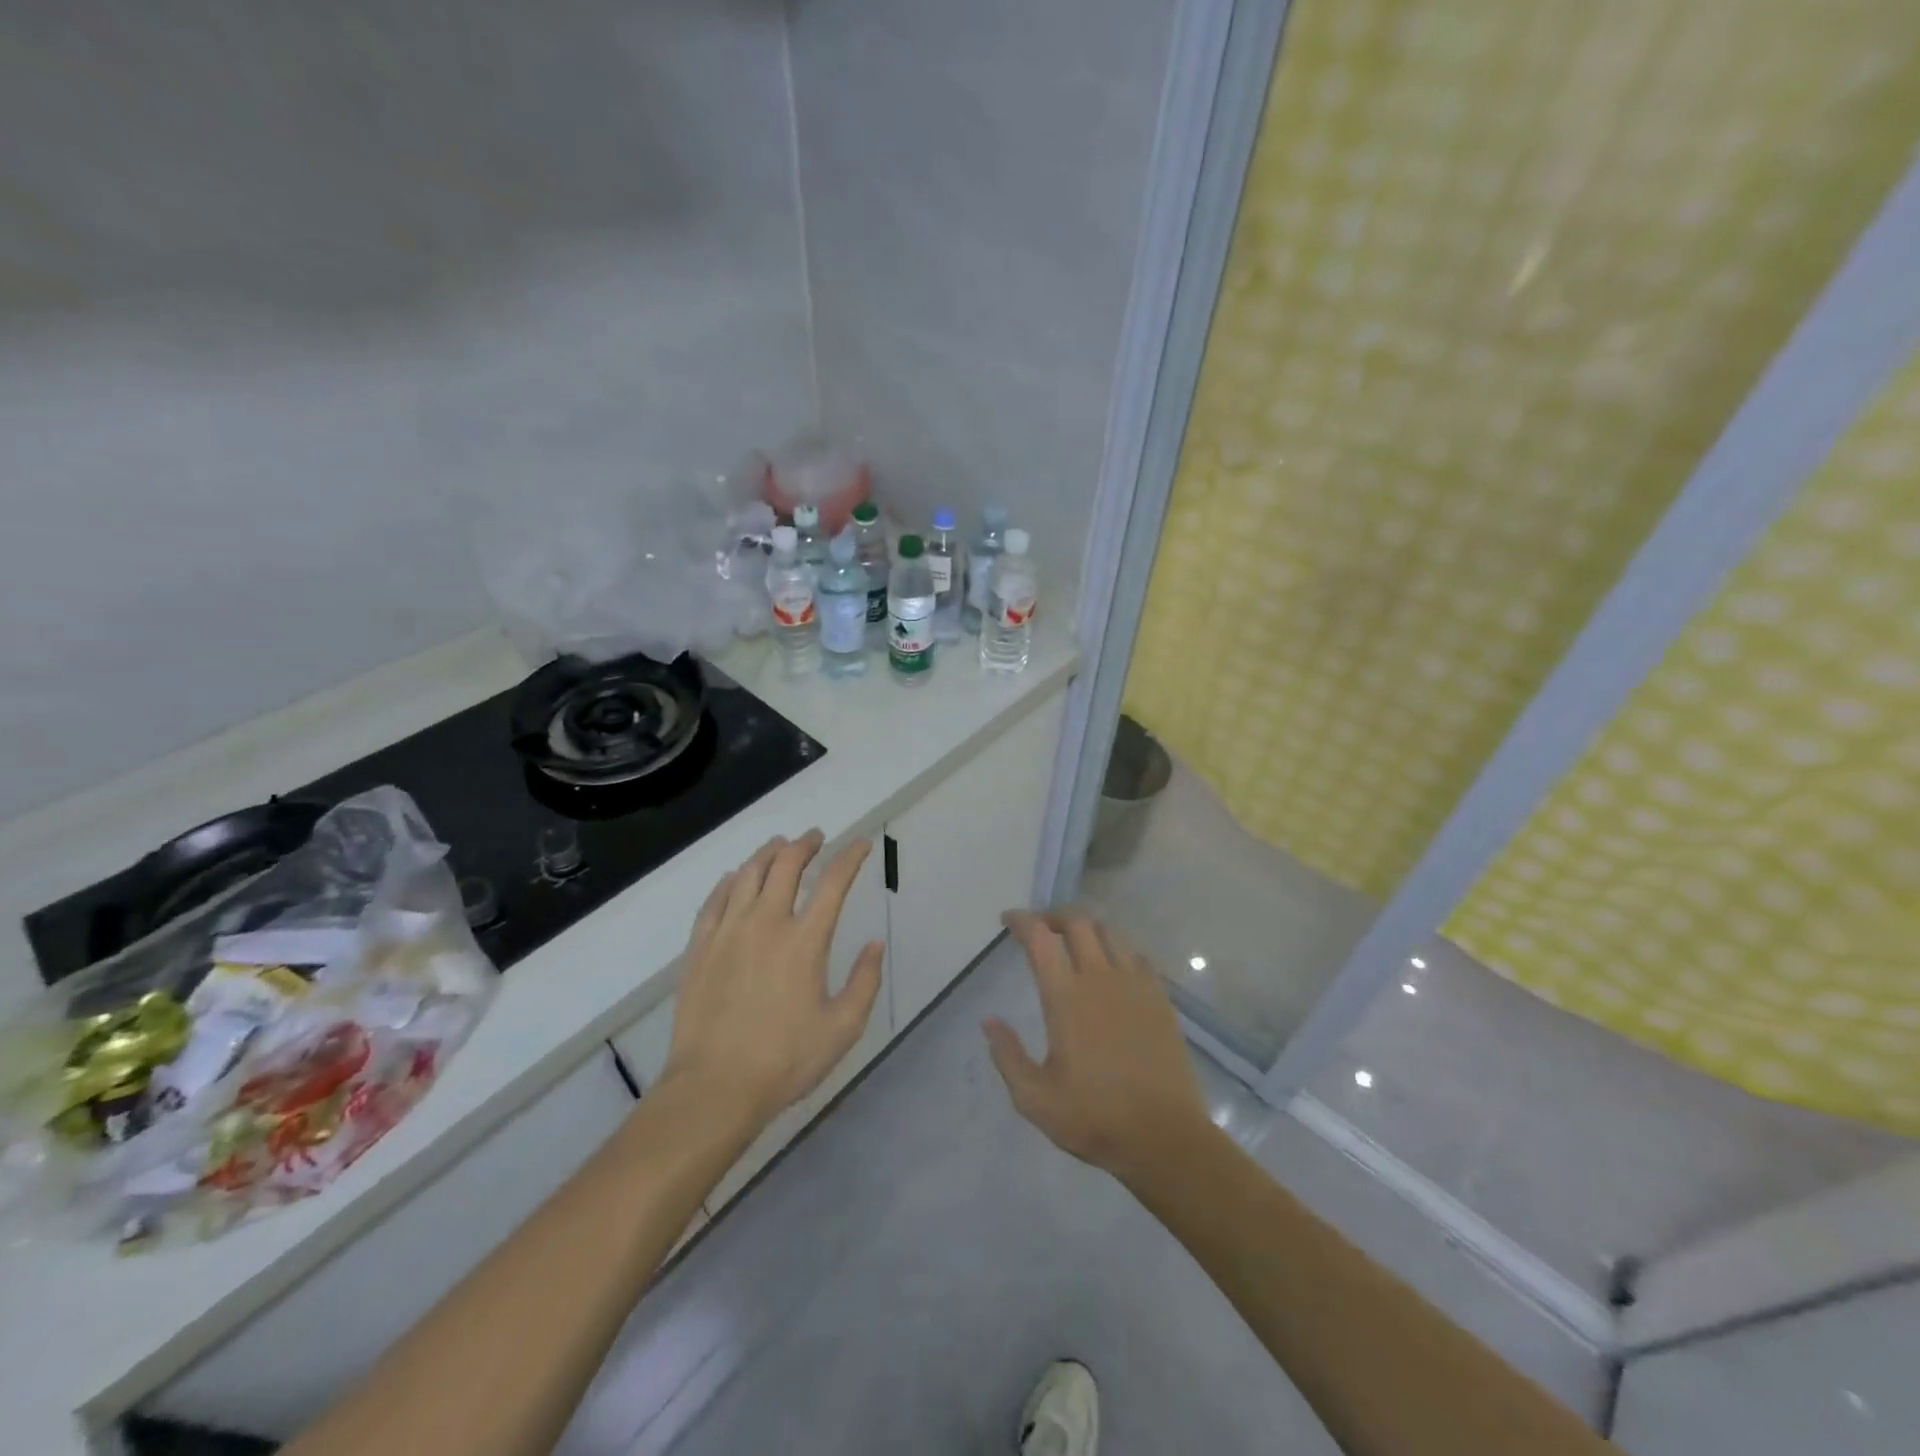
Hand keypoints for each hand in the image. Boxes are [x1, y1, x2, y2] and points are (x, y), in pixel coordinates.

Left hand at [663, 831, 883, 1127]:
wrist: (714, 1087)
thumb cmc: (785, 1060)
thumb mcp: (842, 1028)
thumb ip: (865, 981)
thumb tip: (875, 944)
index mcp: (805, 940)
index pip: (833, 883)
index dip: (850, 858)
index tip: (861, 845)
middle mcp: (766, 923)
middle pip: (786, 865)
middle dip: (805, 845)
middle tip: (816, 838)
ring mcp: (728, 932)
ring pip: (749, 874)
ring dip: (768, 853)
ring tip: (780, 845)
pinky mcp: (700, 947)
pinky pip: (715, 899)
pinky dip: (730, 880)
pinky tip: (736, 877)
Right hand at [985, 910, 1209, 1182]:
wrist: (1165, 1137)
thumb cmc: (1094, 1118)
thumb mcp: (1035, 1098)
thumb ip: (1007, 1055)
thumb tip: (989, 1021)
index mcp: (1066, 997)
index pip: (1040, 938)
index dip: (1021, 920)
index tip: (1007, 919)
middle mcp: (1101, 978)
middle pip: (1077, 923)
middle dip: (1053, 916)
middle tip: (1039, 928)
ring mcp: (1136, 985)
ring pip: (1110, 933)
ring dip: (1086, 928)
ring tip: (1073, 942)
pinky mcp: (1160, 998)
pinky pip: (1137, 956)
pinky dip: (1117, 949)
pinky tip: (1112, 967)